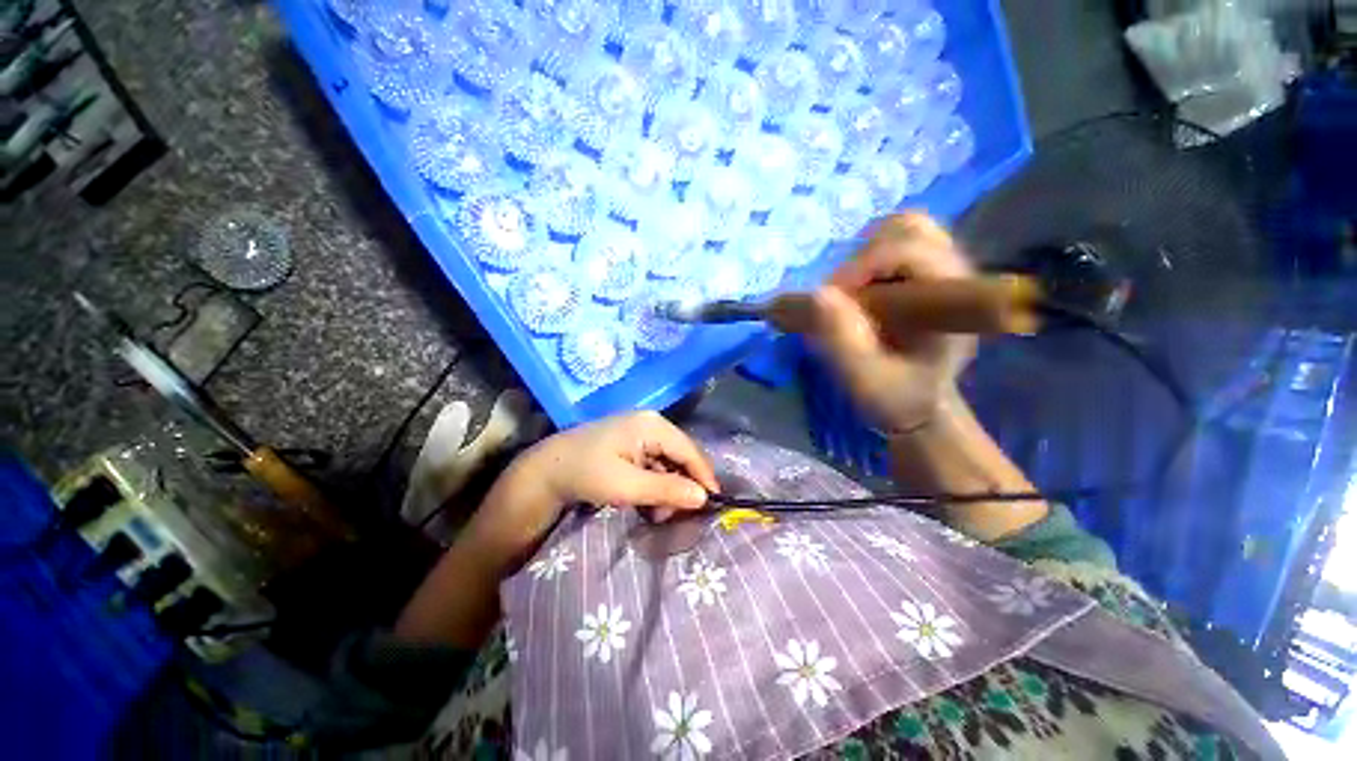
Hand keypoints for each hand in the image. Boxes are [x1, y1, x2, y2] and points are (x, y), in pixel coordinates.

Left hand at [465, 412, 719, 572]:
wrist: (545, 470)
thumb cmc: (586, 474)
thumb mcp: (627, 486)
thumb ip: (666, 490)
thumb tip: (704, 498)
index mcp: (652, 425)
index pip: (689, 450)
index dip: (704, 477)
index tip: (714, 504)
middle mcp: (651, 423)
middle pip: (681, 455)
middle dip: (683, 485)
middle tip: (677, 514)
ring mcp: (641, 432)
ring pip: (669, 462)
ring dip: (668, 488)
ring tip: (656, 512)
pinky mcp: (632, 444)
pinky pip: (654, 464)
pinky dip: (655, 484)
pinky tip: (646, 502)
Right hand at [807, 213, 976, 431]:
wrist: (920, 404)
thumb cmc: (897, 396)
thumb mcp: (866, 380)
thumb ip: (844, 342)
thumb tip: (818, 294)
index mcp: (954, 301)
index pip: (910, 250)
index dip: (861, 267)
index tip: (829, 299)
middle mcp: (956, 275)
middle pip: (908, 229)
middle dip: (861, 261)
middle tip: (842, 299)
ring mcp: (944, 270)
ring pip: (903, 230)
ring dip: (864, 257)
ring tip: (850, 295)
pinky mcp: (928, 273)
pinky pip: (897, 243)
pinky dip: (870, 259)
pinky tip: (860, 290)